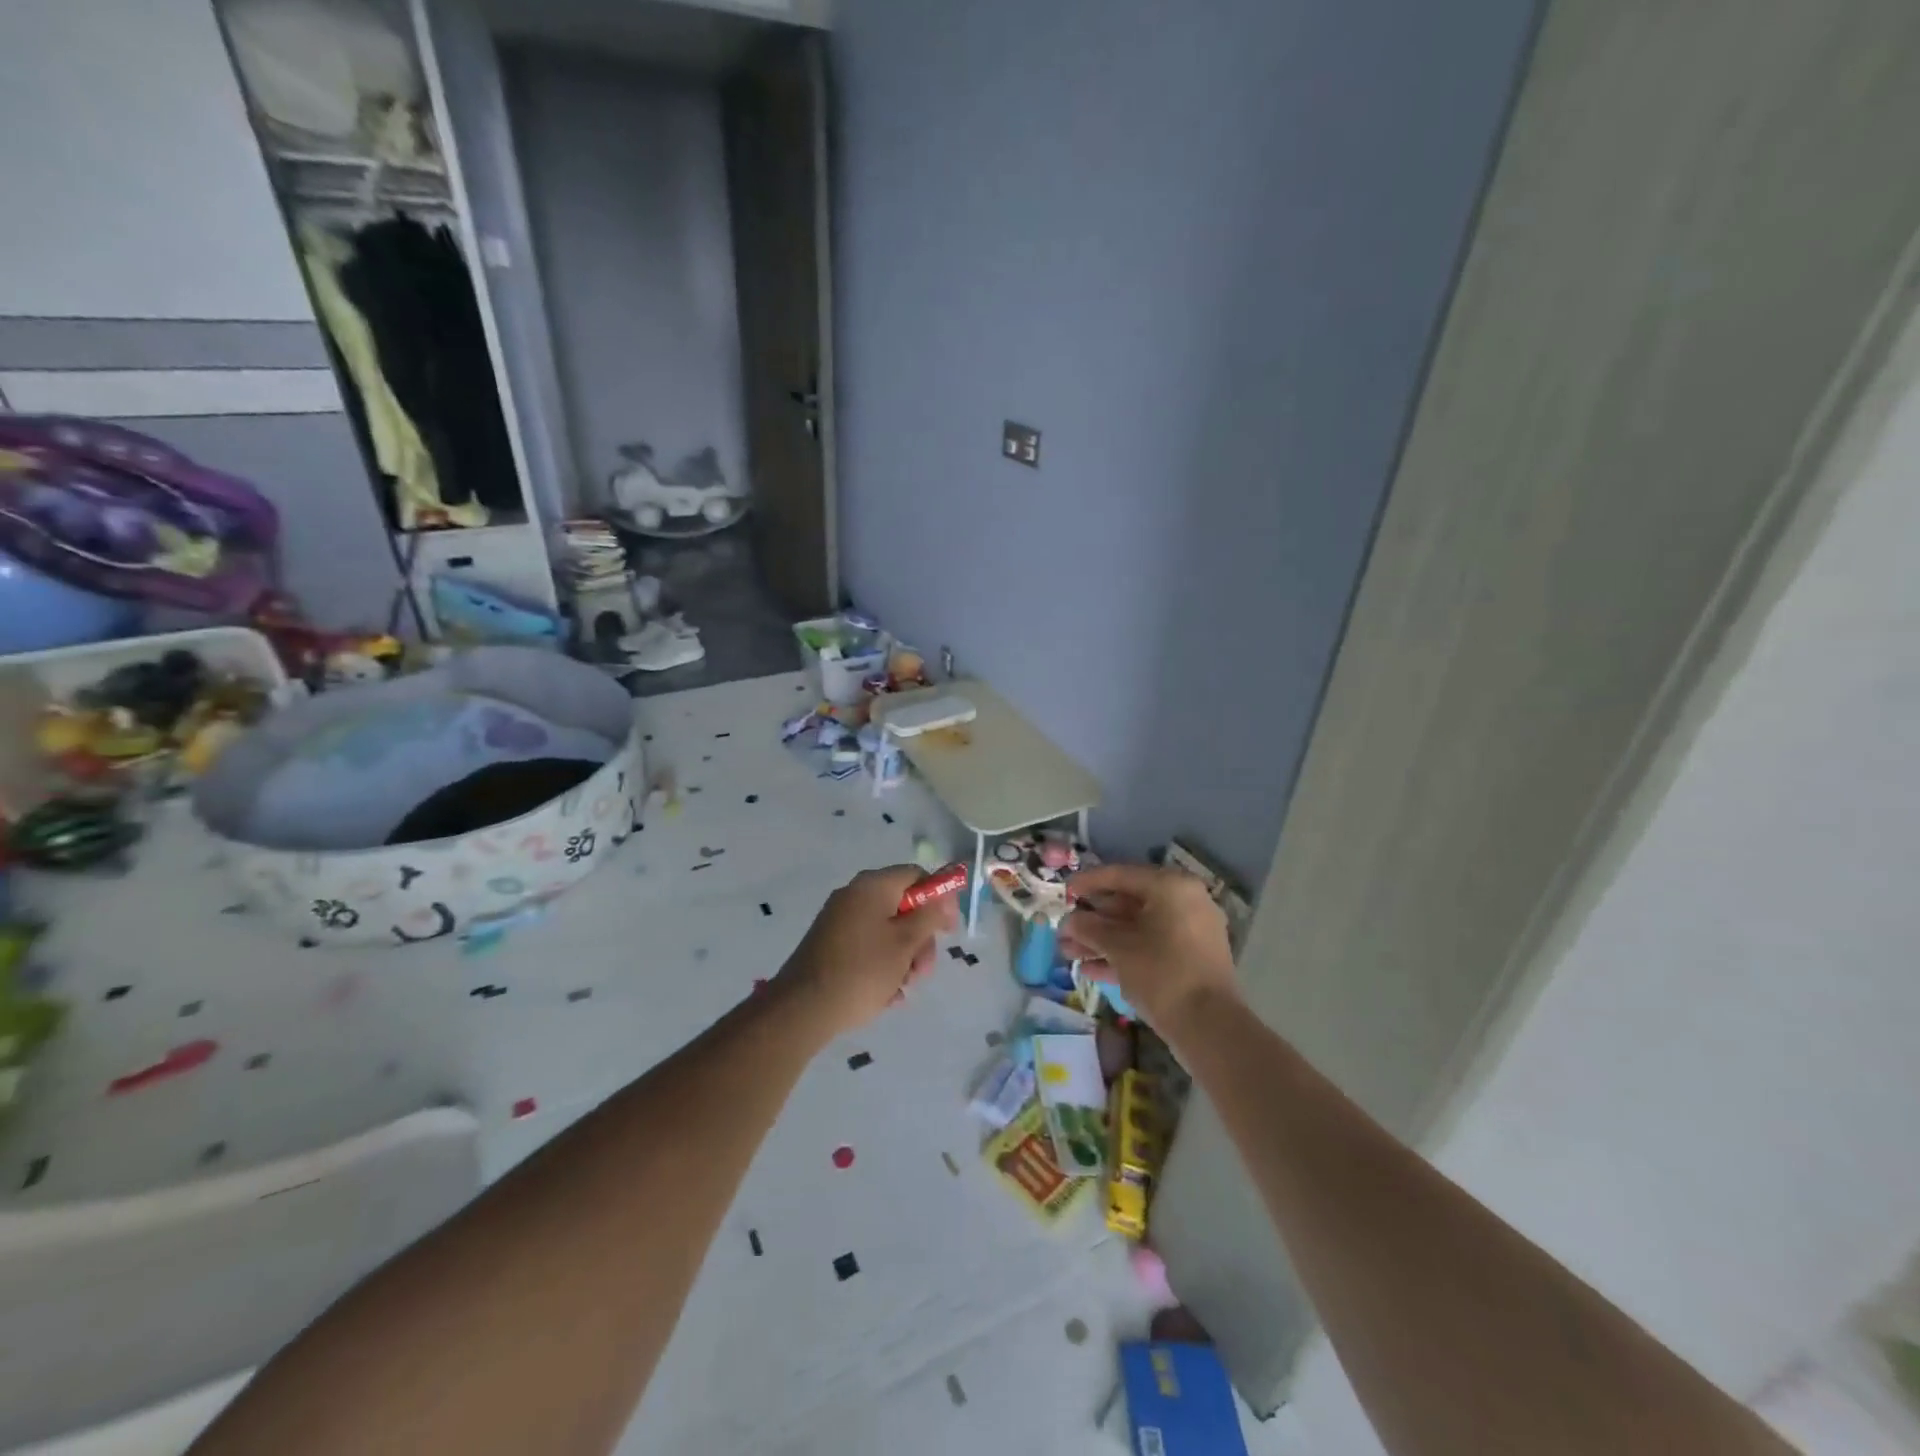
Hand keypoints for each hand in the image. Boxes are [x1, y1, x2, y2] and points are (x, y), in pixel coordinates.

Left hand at [777, 865, 958, 1035]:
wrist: (803, 1008)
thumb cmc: (862, 970)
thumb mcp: (905, 942)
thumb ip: (930, 915)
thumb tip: (943, 897)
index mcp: (873, 885)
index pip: (916, 875)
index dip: (939, 899)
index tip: (948, 931)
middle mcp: (854, 896)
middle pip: (903, 906)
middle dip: (920, 939)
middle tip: (923, 970)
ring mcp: (840, 920)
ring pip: (887, 932)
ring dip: (904, 958)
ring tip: (903, 988)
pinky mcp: (830, 945)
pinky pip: (868, 948)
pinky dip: (882, 967)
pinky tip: (886, 995)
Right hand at [1060, 863, 1239, 1032]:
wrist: (1209, 1026)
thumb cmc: (1161, 972)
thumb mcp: (1119, 948)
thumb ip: (1090, 929)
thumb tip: (1069, 922)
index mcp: (1171, 887)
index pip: (1121, 875)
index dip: (1088, 882)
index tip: (1063, 892)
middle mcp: (1184, 902)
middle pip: (1128, 903)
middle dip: (1092, 919)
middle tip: (1063, 929)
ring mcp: (1190, 932)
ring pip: (1137, 929)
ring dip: (1102, 940)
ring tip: (1067, 953)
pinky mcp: (1189, 960)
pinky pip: (1150, 947)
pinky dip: (1123, 955)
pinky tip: (1089, 969)